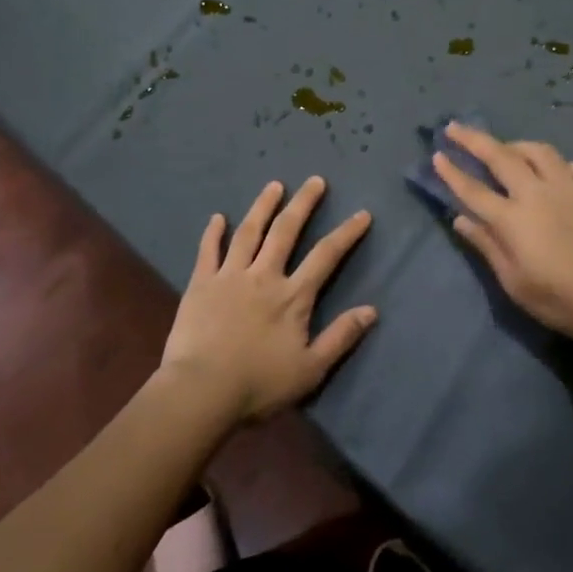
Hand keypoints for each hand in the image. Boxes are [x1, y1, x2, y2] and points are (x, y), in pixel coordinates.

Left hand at [160, 177, 375, 422]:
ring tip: (274, 186)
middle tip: (315, 181)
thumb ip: (340, 337)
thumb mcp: (310, 369)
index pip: (326, 256)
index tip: (362, 213)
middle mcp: (264, 276)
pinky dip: (213, 233)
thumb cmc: (259, 384)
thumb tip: (371, 310)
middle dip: (303, 204)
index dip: (346, 233)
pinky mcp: (201, 284)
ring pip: (249, 232)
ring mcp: (230, 276)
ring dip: (263, 206)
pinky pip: (208, 251)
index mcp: (293, 296)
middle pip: (286, 231)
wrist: (201, 390)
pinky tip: (218, 217)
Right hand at [432, 122, 572, 347]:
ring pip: (539, 151)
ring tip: (506, 148)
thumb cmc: (559, 300)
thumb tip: (461, 219)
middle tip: (455, 127)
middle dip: (474, 139)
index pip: (473, 190)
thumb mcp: (514, 282)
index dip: (452, 172)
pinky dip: (557, 164)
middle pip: (501, 156)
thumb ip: (487, 245)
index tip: (437, 155)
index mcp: (513, 219)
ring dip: (516, 145)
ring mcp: (569, 189)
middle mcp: (538, 194)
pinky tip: (554, 173)